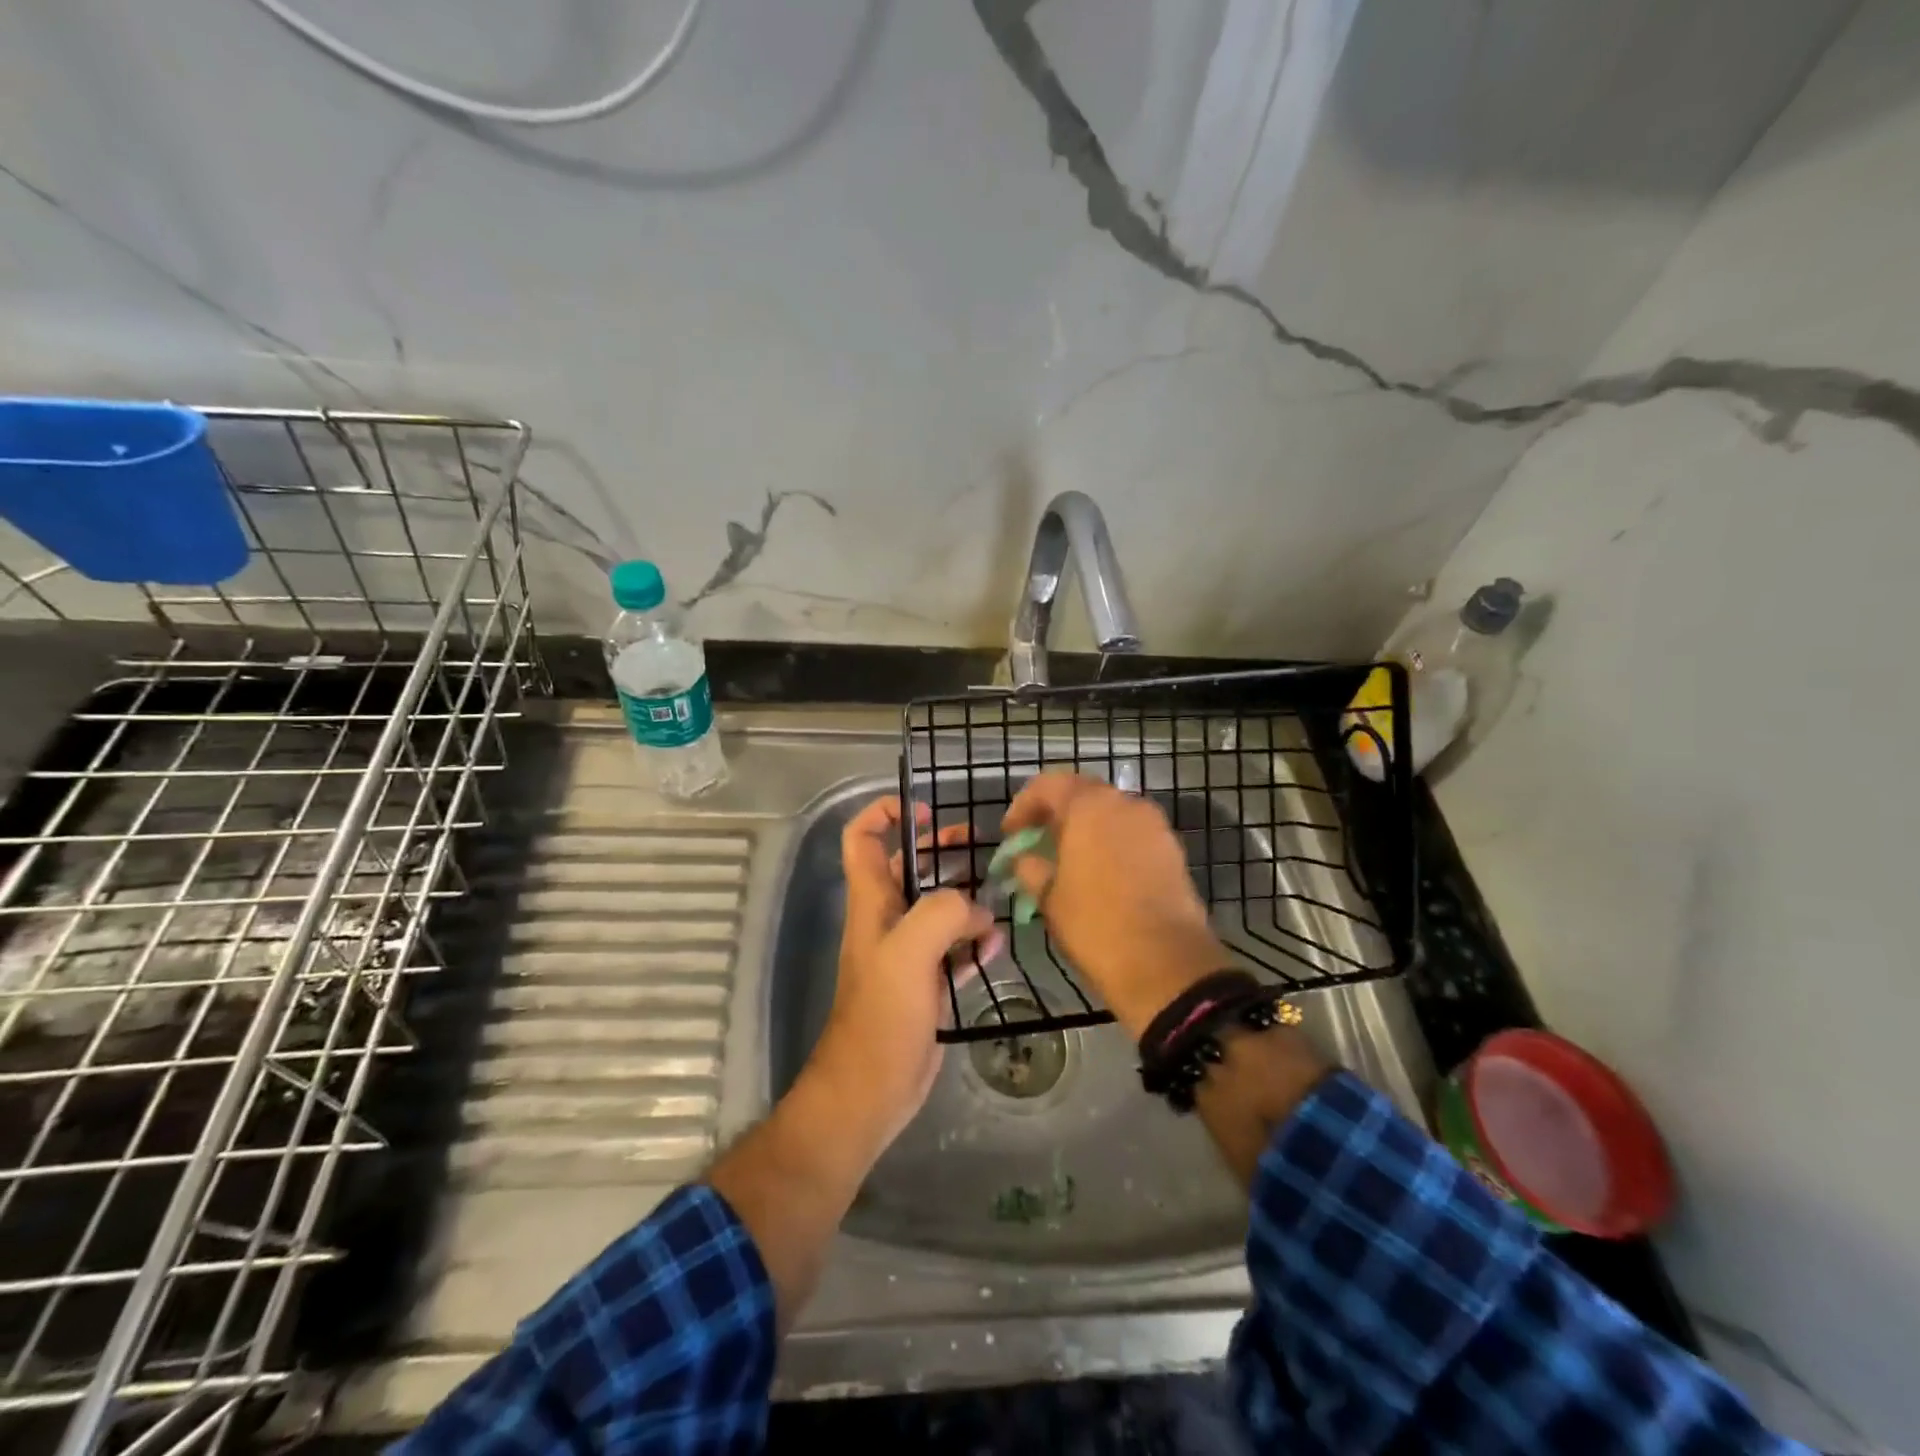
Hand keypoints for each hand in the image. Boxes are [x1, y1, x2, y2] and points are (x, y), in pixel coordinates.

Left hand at [807, 797, 1000, 1146]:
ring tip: (999, 899)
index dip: (886, 814)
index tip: (925, 813)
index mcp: (873, 903)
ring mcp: (909, 954)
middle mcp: (888, 920)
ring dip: (967, 900)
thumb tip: (978, 909)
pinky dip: (974, 943)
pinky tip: (995, 950)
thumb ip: (942, 913)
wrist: (871, 1091)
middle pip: (910, 867)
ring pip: (939, 909)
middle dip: (941, 850)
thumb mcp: (908, 954)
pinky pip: (955, 950)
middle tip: (978, 847)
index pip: (863, 839)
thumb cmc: (881, 1017)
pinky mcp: (928, 984)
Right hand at [1001, 772, 1225, 1035]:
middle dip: (1056, 815)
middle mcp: (1126, 803)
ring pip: (1110, 814)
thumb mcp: (1048, 896)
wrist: (1166, 964)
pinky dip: (1111, 844)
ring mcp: (1154, 825)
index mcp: (1090, 805)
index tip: (1010, 834)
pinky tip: (1099, 875)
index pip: (1048, 784)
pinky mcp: (1172, 850)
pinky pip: (1132, 835)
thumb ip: (1029, 867)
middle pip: (1083, 794)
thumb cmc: (1096, 924)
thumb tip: (1024, 859)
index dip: (1023, 805)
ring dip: (1085, 829)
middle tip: (1037, 843)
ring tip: (1067, 861)